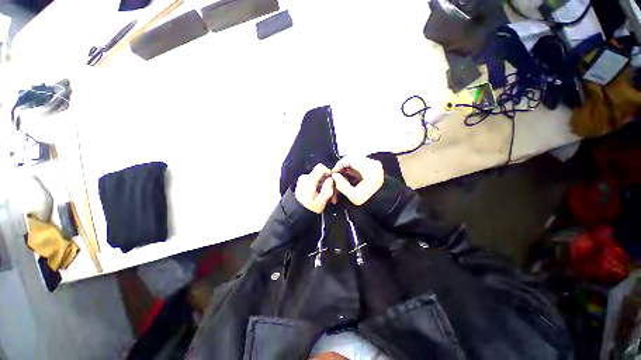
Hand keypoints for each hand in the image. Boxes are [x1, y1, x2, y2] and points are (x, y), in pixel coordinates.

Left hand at [295, 164, 335, 213]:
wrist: (296, 213)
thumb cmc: (307, 209)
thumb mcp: (321, 202)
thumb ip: (328, 189)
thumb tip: (331, 180)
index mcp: (308, 181)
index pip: (321, 167)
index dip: (329, 172)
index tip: (333, 180)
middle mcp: (305, 178)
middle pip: (322, 175)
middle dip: (329, 184)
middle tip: (333, 195)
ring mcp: (304, 180)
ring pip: (320, 179)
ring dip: (326, 187)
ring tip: (329, 199)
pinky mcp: (304, 183)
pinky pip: (316, 182)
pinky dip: (321, 188)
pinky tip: (323, 197)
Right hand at [331, 157, 383, 205]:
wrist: (383, 200)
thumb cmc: (370, 200)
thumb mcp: (354, 196)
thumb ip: (342, 185)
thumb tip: (335, 175)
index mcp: (370, 171)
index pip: (350, 160)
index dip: (339, 165)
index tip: (334, 172)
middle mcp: (373, 164)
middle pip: (352, 157)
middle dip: (342, 164)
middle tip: (336, 172)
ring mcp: (374, 163)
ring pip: (355, 158)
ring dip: (347, 164)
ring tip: (342, 173)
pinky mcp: (374, 164)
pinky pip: (359, 160)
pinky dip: (352, 165)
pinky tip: (349, 172)